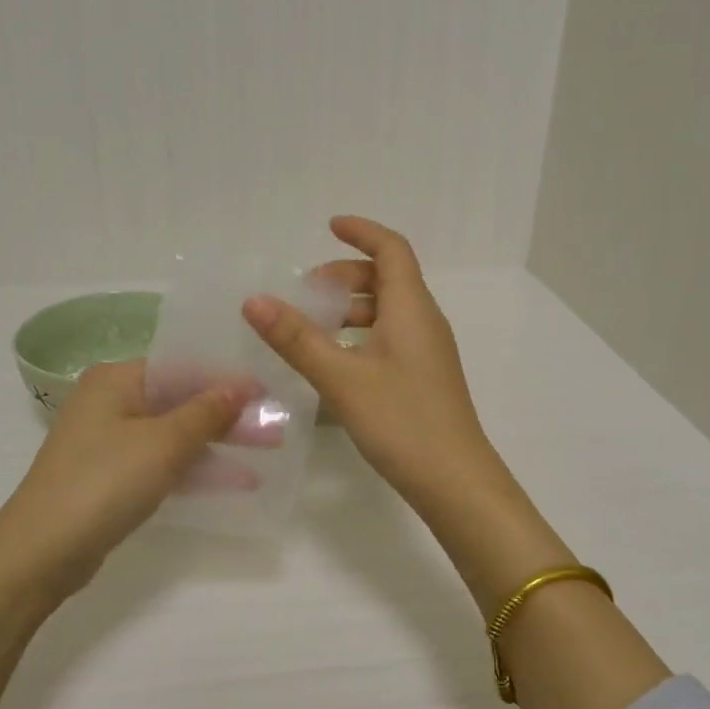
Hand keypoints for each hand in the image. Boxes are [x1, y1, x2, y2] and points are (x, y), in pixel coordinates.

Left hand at [0, 360, 257, 599]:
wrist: (40, 553)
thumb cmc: (104, 482)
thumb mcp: (163, 443)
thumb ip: (206, 412)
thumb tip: (241, 386)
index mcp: (117, 379)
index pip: (184, 367)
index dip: (228, 380)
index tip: (269, 393)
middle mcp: (111, 402)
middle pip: (181, 400)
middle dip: (228, 416)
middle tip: (275, 427)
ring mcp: (110, 441)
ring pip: (175, 434)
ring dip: (218, 444)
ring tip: (266, 454)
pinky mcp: (112, 476)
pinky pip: (163, 462)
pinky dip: (195, 468)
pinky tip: (234, 480)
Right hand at [244, 216, 503, 521]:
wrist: (455, 481)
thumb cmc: (402, 421)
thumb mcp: (341, 378)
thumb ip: (296, 339)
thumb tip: (254, 300)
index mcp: (411, 308)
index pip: (392, 249)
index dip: (362, 232)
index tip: (330, 226)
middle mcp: (424, 321)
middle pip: (389, 277)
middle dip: (347, 274)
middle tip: (307, 291)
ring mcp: (428, 351)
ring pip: (389, 310)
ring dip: (352, 307)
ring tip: (313, 326)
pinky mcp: (425, 377)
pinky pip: (392, 336)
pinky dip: (362, 333)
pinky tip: (336, 361)